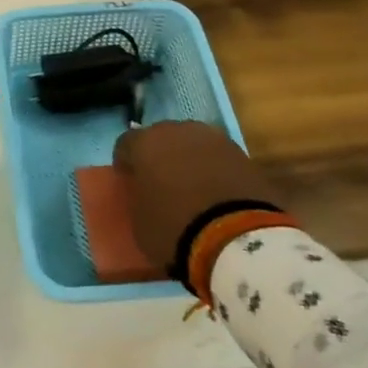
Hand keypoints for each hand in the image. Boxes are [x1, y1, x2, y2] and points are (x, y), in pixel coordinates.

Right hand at [113, 121, 282, 269]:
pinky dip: (214, 170)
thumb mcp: (139, 220)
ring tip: (193, 188)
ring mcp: (213, 138)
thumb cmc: (174, 228)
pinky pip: (218, 158)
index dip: (125, 164)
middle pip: (161, 138)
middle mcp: (177, 131)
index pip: (125, 144)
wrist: (236, 236)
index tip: (129, 183)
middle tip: (161, 183)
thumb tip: (145, 193)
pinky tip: (217, 193)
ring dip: (189, 160)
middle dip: (159, 156)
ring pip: (192, 144)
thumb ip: (138, 197)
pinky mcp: (242, 153)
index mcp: (144, 143)